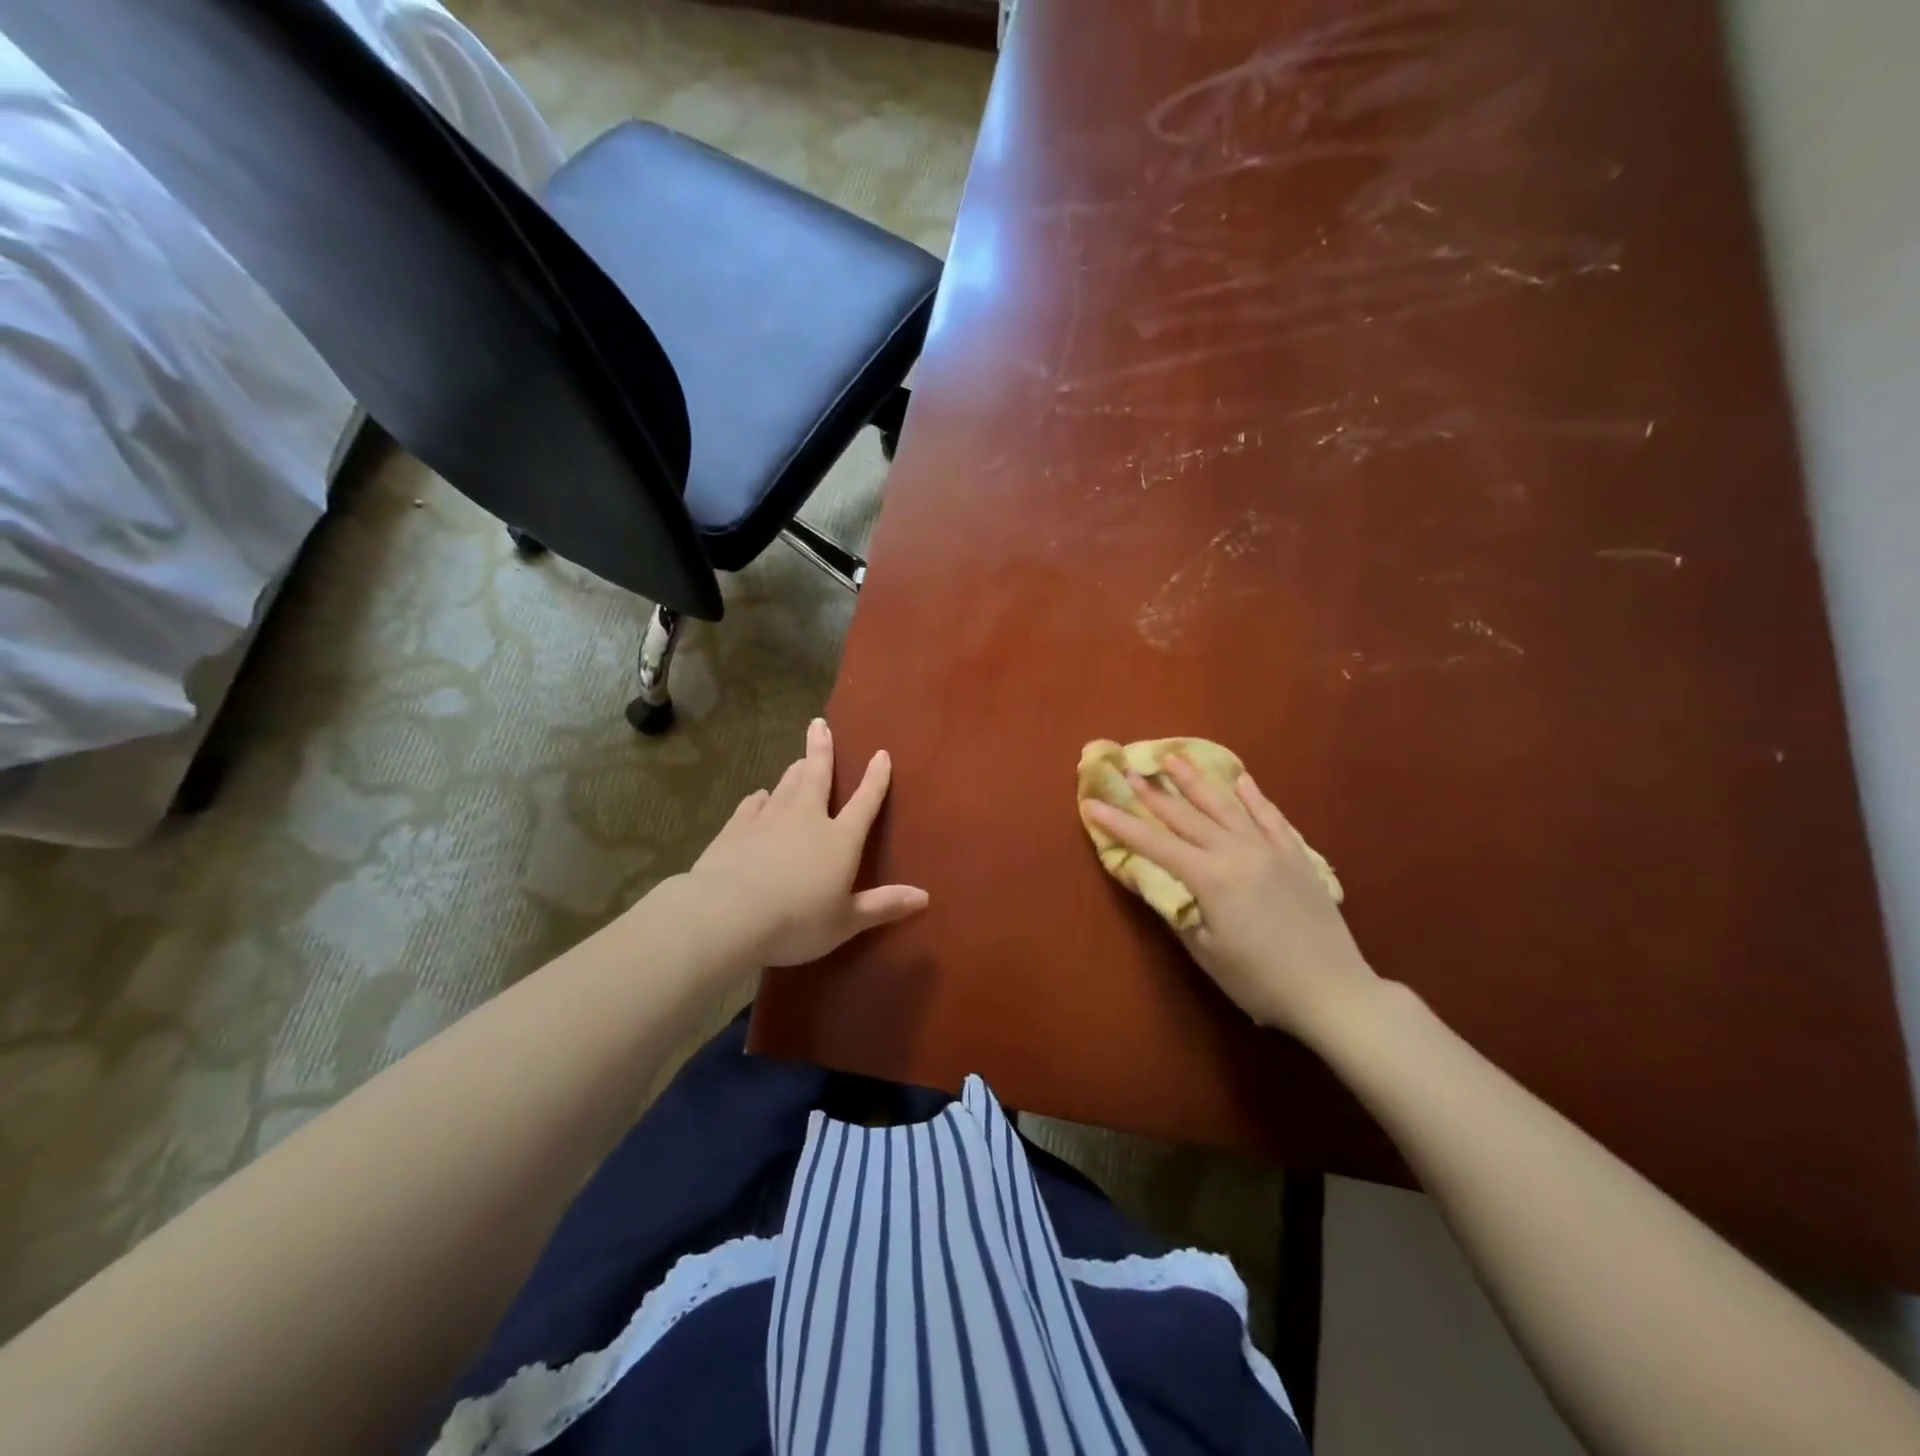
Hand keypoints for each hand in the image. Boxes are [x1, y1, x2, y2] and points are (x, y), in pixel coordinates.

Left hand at [684, 718, 927, 966]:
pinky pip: (752, 805)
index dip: (875, 778)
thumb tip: (925, 896)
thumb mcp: (846, 921)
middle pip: (817, 776)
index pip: (864, 802)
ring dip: (794, 770)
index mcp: (839, 839)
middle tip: (819, 724)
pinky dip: (759, 798)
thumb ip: (883, 905)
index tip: (881, 754)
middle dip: (821, 750)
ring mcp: (768, 820)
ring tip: (798, 759)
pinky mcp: (736, 829)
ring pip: (785, 786)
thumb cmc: (797, 921)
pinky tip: (759, 796)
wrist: (729, 914)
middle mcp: (806, 819)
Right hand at [1083, 754, 1376, 1040]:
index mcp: (1210, 877)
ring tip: (1174, 757)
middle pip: (1186, 815)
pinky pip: (1271, 817)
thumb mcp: (1206, 952)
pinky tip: (1241, 780)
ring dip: (1197, 780)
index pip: (1154, 844)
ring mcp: (1270, 849)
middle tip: (1128, 769)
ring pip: (1226, 805)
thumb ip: (1177, 911)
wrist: (1334, 991)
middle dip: (1153, 793)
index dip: (1120, 823)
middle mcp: (1237, 852)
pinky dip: (1254, 797)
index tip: (1093, 803)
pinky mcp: (1297, 856)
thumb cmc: (1260, 980)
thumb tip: (1151, 882)